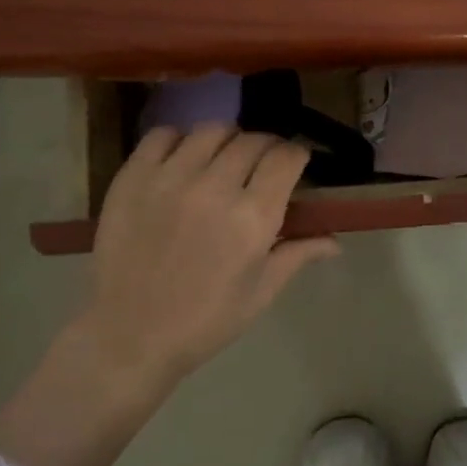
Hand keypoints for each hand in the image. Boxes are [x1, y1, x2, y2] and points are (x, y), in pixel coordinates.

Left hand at [85, 124, 340, 383]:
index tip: (295, 165)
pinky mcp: (133, 177)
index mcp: (253, 218)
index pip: (286, 158)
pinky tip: (183, 159)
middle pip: (252, 141)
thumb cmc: (205, 321)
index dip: (296, 156)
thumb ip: (298, 254)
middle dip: (266, 148)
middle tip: (261, 166)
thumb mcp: (261, 292)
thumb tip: (336, 242)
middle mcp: (214, 187)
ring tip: (223, 159)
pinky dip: (180, 140)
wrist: (130, 335)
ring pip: (211, 131)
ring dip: (227, 140)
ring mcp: (170, 178)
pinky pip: (162, 135)